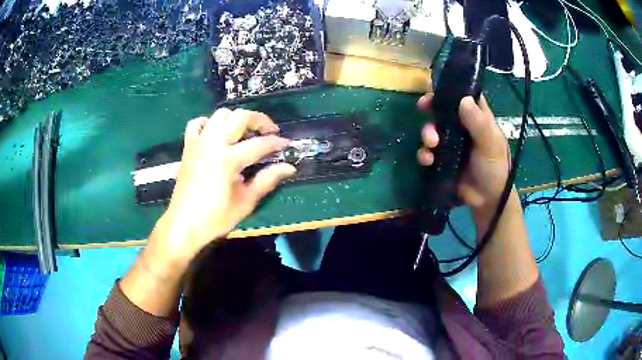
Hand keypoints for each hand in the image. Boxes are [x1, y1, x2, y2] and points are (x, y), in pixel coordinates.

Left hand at [149, 108, 295, 268]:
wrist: (184, 224)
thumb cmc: (216, 217)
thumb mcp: (246, 202)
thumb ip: (267, 180)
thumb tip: (289, 167)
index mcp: (228, 159)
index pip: (259, 144)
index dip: (276, 142)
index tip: (287, 144)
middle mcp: (213, 143)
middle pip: (240, 117)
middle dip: (259, 120)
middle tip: (269, 132)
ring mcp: (198, 142)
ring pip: (220, 114)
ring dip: (236, 119)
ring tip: (246, 133)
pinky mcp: (188, 147)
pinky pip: (197, 124)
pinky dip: (209, 123)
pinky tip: (217, 133)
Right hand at [417, 94, 509, 212]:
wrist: (487, 200)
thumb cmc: (495, 168)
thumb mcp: (491, 144)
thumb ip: (479, 123)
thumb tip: (463, 100)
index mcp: (477, 118)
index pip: (463, 95)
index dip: (449, 90)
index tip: (435, 90)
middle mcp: (463, 127)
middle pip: (443, 110)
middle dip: (431, 110)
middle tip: (423, 109)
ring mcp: (451, 143)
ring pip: (433, 129)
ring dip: (427, 133)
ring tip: (431, 144)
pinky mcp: (442, 159)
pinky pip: (428, 152)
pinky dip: (424, 154)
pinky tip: (428, 160)